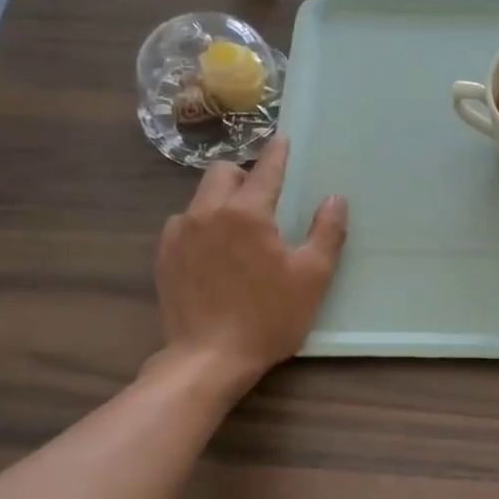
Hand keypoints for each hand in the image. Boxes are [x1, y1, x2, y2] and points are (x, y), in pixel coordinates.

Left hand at [151, 137, 346, 392]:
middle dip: (244, 174)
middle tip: (264, 197)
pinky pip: (184, 224)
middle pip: (222, 172)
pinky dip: (202, 226)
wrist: (208, 359)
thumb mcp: (312, 277)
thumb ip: (327, 232)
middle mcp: (207, 213)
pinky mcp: (164, 256)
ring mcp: (179, 234)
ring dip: (221, 200)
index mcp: (247, 213)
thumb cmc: (268, 318)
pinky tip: (215, 253)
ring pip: (200, 197)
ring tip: (239, 229)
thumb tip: (334, 198)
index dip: (278, 152)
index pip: (265, 169)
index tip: (282, 139)